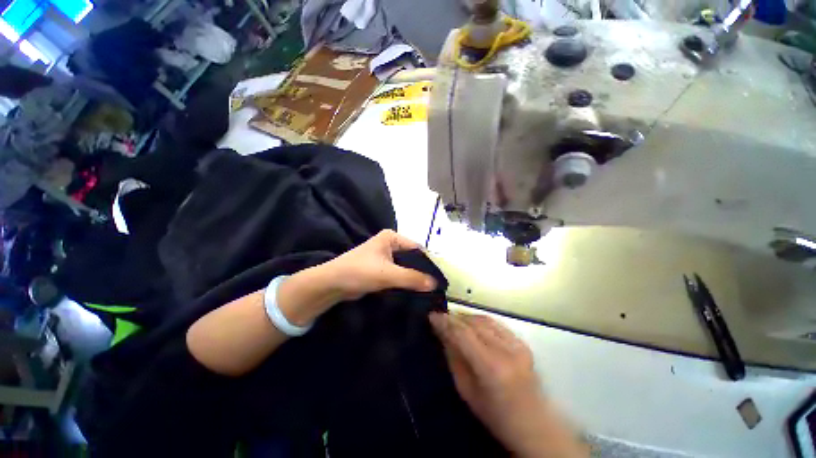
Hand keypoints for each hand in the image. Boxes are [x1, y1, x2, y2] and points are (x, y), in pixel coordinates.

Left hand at [320, 229, 436, 300]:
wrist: (332, 284)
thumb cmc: (360, 271)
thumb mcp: (388, 274)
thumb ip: (412, 278)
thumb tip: (435, 284)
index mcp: (392, 237)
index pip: (417, 248)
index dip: (429, 262)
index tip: (440, 278)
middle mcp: (390, 244)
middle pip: (412, 258)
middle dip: (422, 271)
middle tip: (436, 286)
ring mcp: (385, 256)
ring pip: (406, 267)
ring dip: (414, 278)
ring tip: (429, 291)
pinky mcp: (381, 268)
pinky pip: (398, 273)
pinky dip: (405, 281)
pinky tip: (415, 291)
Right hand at [429, 312, 587, 457]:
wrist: (534, 424)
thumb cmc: (495, 415)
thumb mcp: (466, 390)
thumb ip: (454, 357)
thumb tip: (442, 332)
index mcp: (491, 367)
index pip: (463, 334)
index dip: (445, 322)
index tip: (431, 315)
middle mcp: (506, 350)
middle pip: (473, 323)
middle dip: (454, 317)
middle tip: (440, 317)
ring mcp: (517, 345)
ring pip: (485, 319)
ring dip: (466, 316)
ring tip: (453, 318)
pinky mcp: (522, 342)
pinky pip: (496, 323)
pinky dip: (480, 320)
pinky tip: (471, 322)